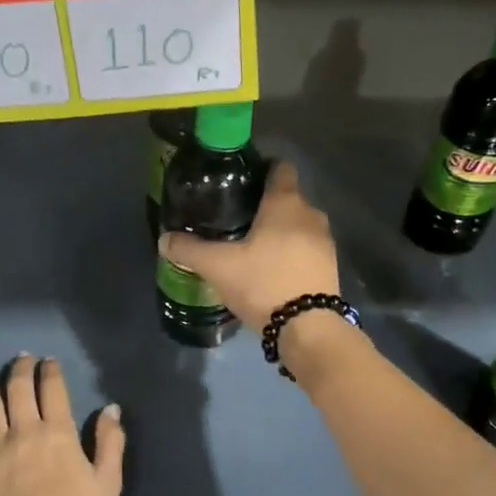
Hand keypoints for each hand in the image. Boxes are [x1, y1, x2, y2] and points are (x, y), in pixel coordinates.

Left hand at [0, 355, 124, 495]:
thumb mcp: (108, 484)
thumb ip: (110, 443)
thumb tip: (110, 408)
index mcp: (59, 434)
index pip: (53, 390)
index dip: (50, 370)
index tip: (48, 360)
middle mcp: (25, 432)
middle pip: (19, 390)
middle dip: (20, 369)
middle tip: (21, 357)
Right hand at [159, 161, 338, 329]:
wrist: (308, 327)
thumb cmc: (263, 282)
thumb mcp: (218, 266)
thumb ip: (189, 250)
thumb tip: (165, 240)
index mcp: (285, 203)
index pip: (280, 168)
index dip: (262, 168)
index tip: (240, 179)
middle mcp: (310, 214)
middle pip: (288, 198)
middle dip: (265, 204)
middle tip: (236, 216)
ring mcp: (325, 241)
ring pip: (298, 225)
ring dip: (280, 231)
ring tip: (252, 245)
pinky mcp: (330, 266)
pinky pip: (307, 248)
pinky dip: (291, 252)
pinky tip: (271, 268)